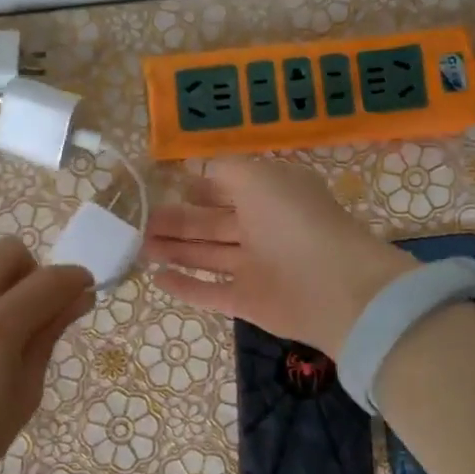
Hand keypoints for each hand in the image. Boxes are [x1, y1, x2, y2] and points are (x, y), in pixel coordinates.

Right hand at [141, 157, 412, 355]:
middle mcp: (263, 229)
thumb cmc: (294, 221)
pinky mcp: (248, 301)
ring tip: (139, 246)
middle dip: (177, 221)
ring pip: (207, 256)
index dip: (199, 188)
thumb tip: (202, 174)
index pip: (229, 188)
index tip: (164, 188)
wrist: (335, 288)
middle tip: (139, 222)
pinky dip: (185, 286)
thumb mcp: (259, 178)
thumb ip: (227, 172)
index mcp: (271, 195)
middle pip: (212, 224)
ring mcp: (256, 267)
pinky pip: (210, 292)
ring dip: (174, 250)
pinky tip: (157, 279)